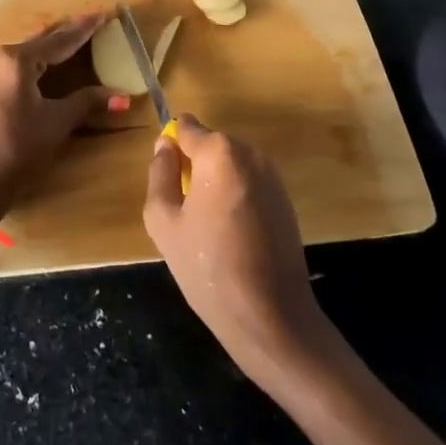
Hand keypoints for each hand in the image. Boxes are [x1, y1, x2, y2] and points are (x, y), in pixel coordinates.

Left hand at [0, 12, 127, 226]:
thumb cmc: (16, 150)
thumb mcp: (56, 123)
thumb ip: (87, 102)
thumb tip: (122, 96)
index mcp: (16, 59)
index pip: (60, 40)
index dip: (84, 29)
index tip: (104, 13)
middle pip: (39, 42)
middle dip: (66, 34)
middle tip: (90, 24)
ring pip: (23, 54)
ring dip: (47, 49)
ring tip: (70, 41)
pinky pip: (10, 66)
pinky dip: (31, 64)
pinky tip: (42, 66)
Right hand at [143, 115, 324, 386]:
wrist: (271, 317)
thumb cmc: (208, 267)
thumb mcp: (163, 221)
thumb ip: (159, 173)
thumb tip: (165, 146)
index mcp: (219, 152)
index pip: (186, 127)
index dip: (171, 149)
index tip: (167, 181)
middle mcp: (250, 152)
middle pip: (210, 145)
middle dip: (195, 168)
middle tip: (186, 213)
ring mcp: (273, 175)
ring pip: (230, 166)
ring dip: (216, 184)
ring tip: (209, 230)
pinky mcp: (286, 199)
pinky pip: (249, 184)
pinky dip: (236, 198)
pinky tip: (233, 238)